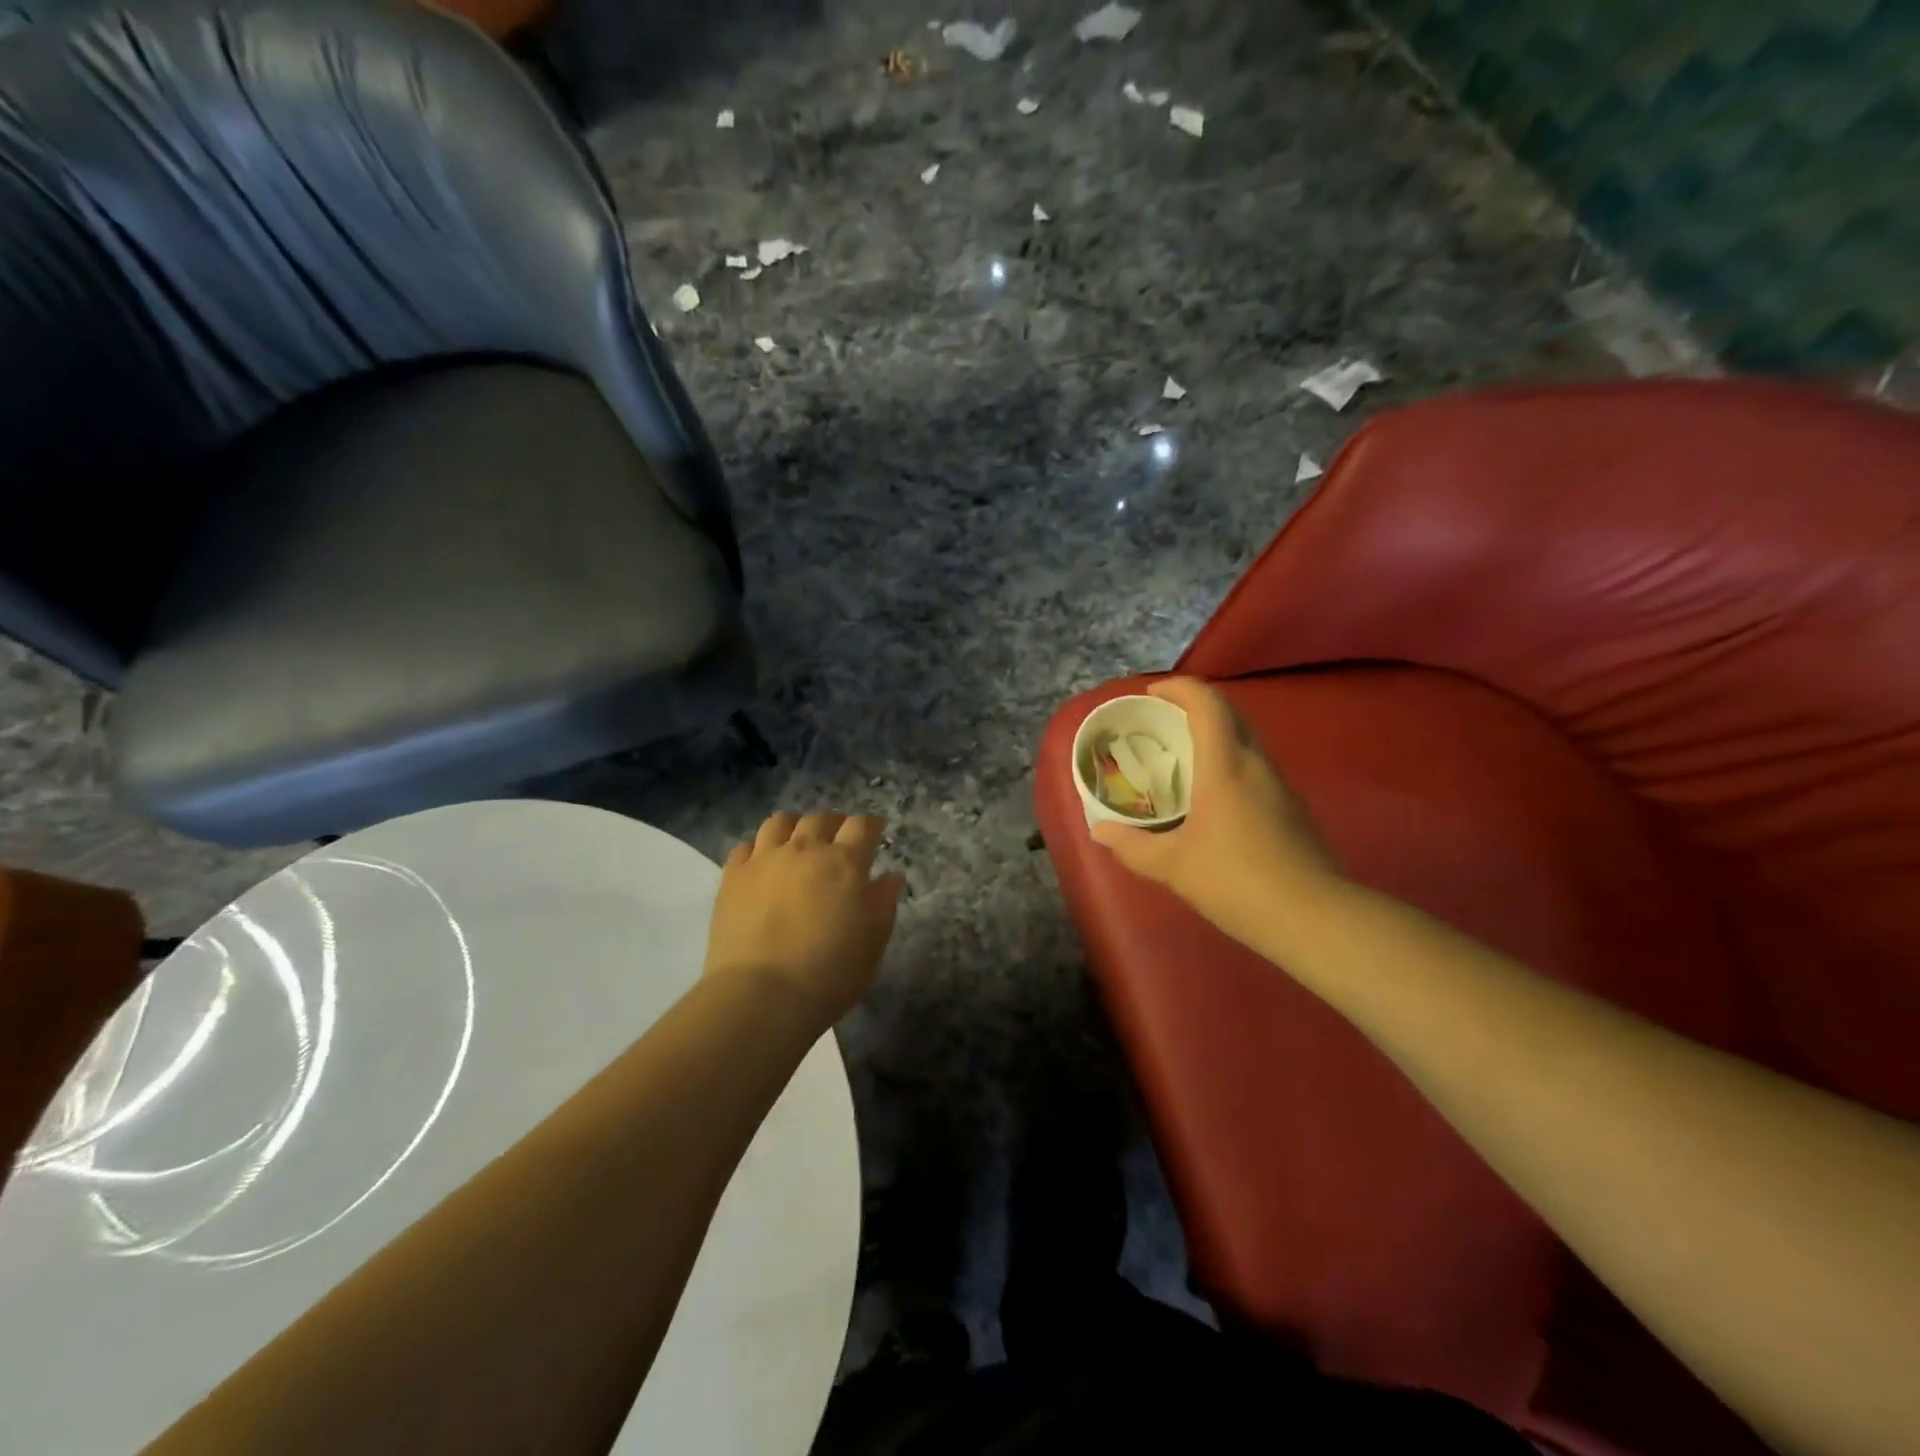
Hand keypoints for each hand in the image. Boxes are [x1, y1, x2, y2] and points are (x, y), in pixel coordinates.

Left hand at [704, 812, 903, 1024]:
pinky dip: (758, 848)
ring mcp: (765, 860)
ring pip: (780, 822)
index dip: (871, 824)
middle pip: (821, 819)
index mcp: (844, 863)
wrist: (761, 995)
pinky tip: (762, 862)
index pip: (861, 826)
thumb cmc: (830, 974)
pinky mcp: (733, 876)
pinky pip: (745, 846)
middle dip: (834, 823)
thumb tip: (890, 876)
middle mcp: (805, 850)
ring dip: (795, 825)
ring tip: (798, 840)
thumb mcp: (873, 943)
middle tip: (839, 837)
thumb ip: (883, 904)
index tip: (876, 829)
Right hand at [1090, 678, 1343, 954]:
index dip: (1179, 688)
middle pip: (1230, 713)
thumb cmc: (1235, 880)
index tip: (1152, 694)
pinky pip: (1255, 768)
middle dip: (1196, 706)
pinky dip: (1229, 763)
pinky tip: (1212, 797)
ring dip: (1215, 734)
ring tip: (1182, 757)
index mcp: (1225, 766)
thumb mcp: (1172, 866)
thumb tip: (1100, 831)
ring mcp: (1279, 786)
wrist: (1313, 918)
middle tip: (1163, 721)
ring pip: (1246, 741)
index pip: (1207, 704)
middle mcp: (1256, 765)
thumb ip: (1132, 846)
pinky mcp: (1291, 809)